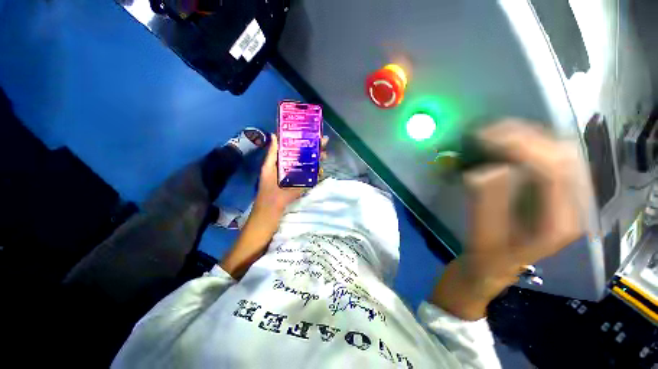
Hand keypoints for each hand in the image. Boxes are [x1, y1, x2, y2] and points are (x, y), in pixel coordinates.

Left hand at [254, 134, 328, 213]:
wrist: (272, 207)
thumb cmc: (268, 187)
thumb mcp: (268, 167)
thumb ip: (272, 153)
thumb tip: (275, 135)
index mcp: (283, 161)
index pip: (295, 147)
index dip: (303, 139)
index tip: (311, 132)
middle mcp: (293, 166)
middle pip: (305, 154)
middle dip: (315, 147)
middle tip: (324, 140)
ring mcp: (299, 175)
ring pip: (310, 164)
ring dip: (318, 158)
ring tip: (325, 153)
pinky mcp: (303, 183)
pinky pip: (312, 175)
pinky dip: (317, 171)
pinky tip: (321, 168)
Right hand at [431, 120, 585, 319]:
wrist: (494, 266)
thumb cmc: (487, 256)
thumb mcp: (482, 235)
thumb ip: (486, 203)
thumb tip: (485, 169)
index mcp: (557, 223)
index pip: (552, 171)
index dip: (521, 147)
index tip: (486, 137)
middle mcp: (571, 207)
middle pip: (562, 155)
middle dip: (524, 136)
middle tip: (487, 132)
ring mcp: (565, 197)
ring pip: (558, 152)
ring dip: (527, 136)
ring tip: (494, 133)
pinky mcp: (554, 192)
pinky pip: (548, 158)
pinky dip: (527, 144)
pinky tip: (505, 143)